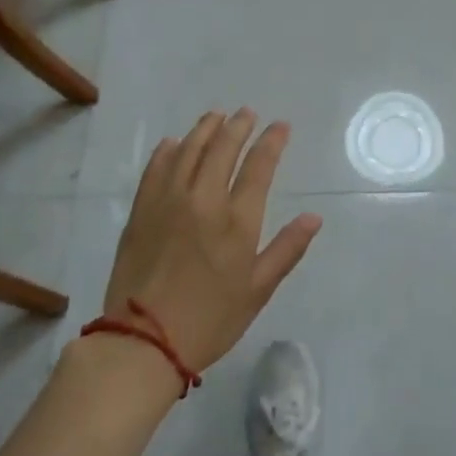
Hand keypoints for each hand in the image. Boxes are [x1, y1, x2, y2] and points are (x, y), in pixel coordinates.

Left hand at [104, 110, 321, 373]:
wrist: (143, 342)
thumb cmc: (210, 320)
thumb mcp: (258, 291)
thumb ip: (287, 249)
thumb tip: (314, 217)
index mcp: (237, 220)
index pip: (259, 166)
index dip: (272, 142)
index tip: (280, 126)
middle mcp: (204, 200)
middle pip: (223, 148)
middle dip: (238, 126)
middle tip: (247, 113)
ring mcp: (168, 201)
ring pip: (189, 150)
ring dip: (205, 129)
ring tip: (215, 116)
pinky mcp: (141, 211)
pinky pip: (156, 169)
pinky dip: (167, 151)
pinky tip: (173, 142)